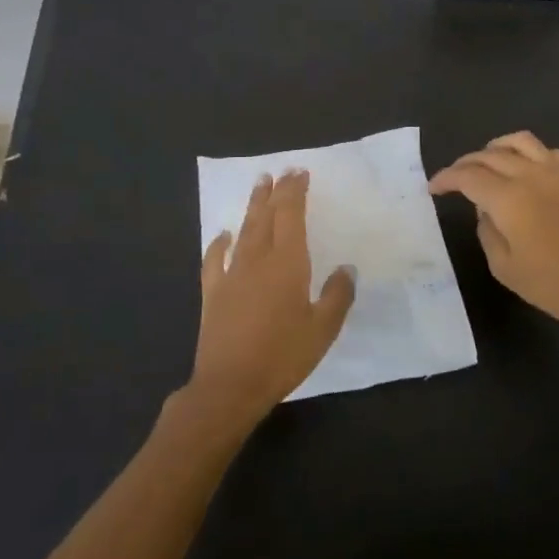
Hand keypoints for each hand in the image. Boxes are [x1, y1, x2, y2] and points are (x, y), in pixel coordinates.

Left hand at [187, 170, 354, 423]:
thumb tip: (346, 268)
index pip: (291, 216)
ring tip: (258, 185)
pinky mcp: (213, 293)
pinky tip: (222, 235)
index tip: (299, 172)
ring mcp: (232, 275)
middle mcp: (258, 259)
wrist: (230, 386)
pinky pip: (214, 260)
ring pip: (244, 231)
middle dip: (275, 192)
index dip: (295, 192)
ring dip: (252, 207)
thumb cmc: (282, 356)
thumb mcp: (323, 329)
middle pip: (266, 216)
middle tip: (280, 172)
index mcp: (287, 263)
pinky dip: (219, 244)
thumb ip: (337, 295)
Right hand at [429, 132, 558, 337]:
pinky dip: (527, 152)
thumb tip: (485, 210)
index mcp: (508, 197)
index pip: (467, 176)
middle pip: (489, 155)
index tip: (434, 187)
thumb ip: (487, 232)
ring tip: (486, 161)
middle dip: (466, 163)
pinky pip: (546, 150)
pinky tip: (525, 168)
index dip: (446, 178)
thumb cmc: (555, 284)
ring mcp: (557, 171)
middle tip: (454, 178)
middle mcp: (530, 174)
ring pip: (519, 141)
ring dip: (496, 147)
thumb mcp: (505, 268)